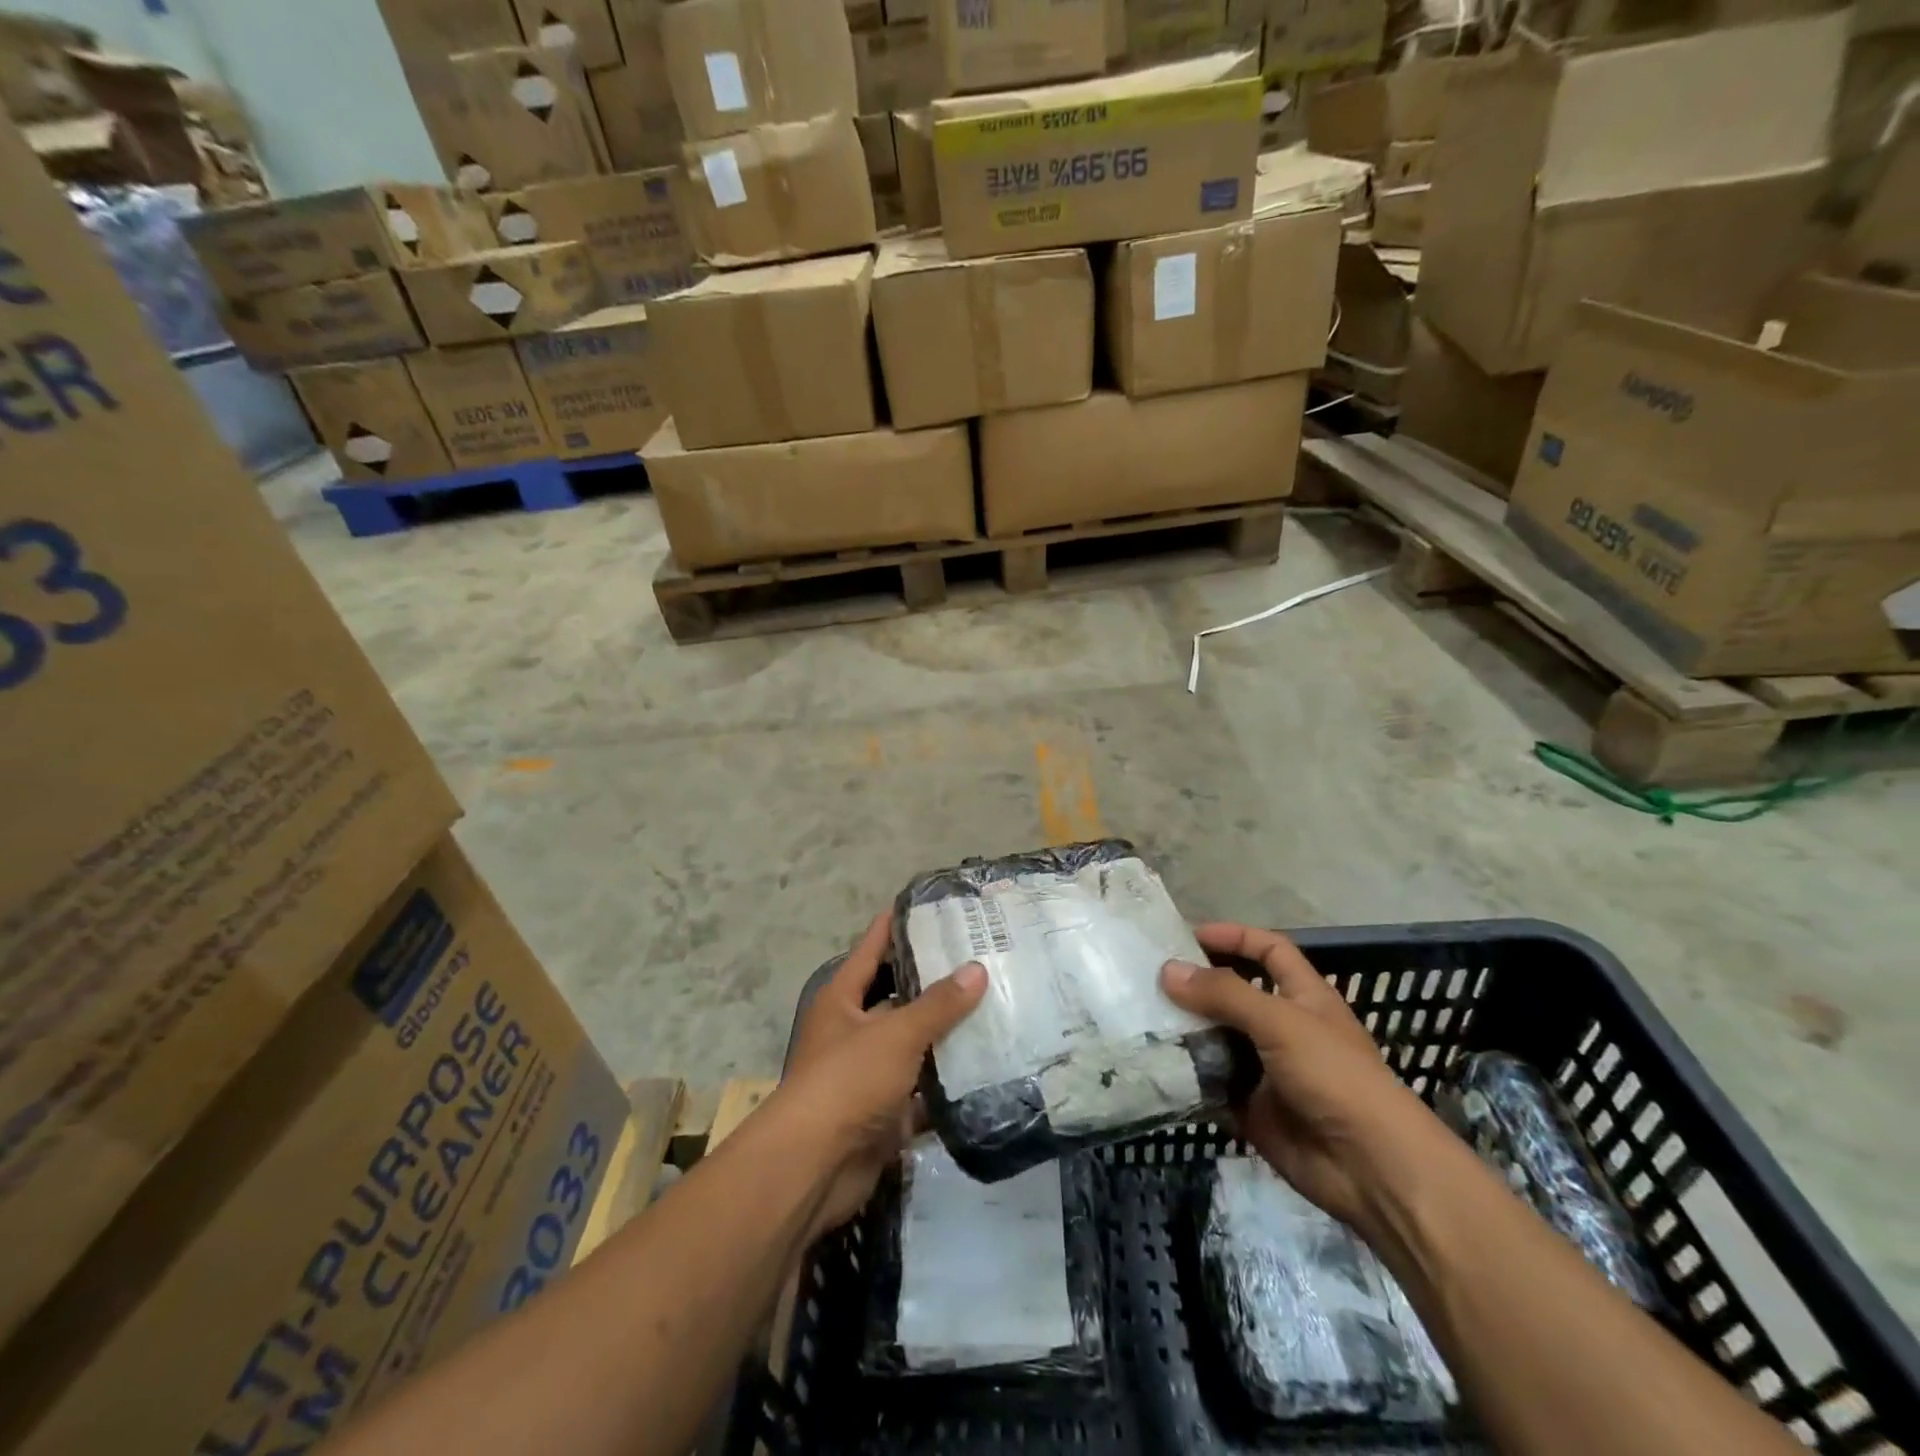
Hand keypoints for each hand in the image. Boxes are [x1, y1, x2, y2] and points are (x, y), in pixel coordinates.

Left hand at [781, 912, 986, 1236]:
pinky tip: (990, 1066)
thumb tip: (977, 968)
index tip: (938, 904)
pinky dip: (950, 1082)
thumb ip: (938, 1004)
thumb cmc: (847, 1081)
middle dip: (936, 979)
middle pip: (899, 994)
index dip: (901, 922)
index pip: (874, 945)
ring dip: (948, 1032)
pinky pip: (924, 1088)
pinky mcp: (885, 1110)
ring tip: (997, 1005)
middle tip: (984, 957)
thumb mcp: (895, 1034)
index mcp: (843, 997)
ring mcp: (869, 1071)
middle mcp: (853, 1028)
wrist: (814, 1168)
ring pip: (915, 1042)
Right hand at [1162, 923, 1442, 1237]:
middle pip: (1234, 994)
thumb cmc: (1334, 1076)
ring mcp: (1266, 1070)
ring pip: (1218, 1039)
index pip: (1269, 950)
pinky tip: (1154, 1065)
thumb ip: (1224, 993)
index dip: (1234, 937)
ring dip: (1186, 1031)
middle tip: (1149, 978)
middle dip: (1197, 985)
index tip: (1189, 935)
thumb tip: (1167, 970)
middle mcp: (1283, 1028)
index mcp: (1304, 997)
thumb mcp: (1280, 1021)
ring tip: (1141, 1019)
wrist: (1370, 1168)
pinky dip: (1187, 1076)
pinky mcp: (1251, 1108)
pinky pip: (1211, 1084)